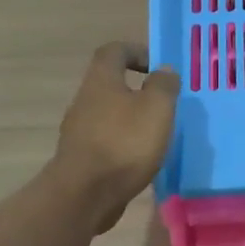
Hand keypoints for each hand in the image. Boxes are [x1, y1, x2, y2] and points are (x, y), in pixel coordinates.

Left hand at [51, 42, 180, 233]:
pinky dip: (124, 143)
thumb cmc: (124, 143)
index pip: (114, 51)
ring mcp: (79, 130)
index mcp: (102, 81)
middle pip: (110, 83)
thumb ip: (164, 85)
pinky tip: (141, 158)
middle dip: (138, 89)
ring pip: (109, 113)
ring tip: (157, 133)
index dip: (137, 51)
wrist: (85, 195)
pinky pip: (107, 140)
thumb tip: (164, 70)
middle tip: (165, 103)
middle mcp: (85, 100)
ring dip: (132, 118)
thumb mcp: (157, 108)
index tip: (159, 67)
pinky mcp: (81, 157)